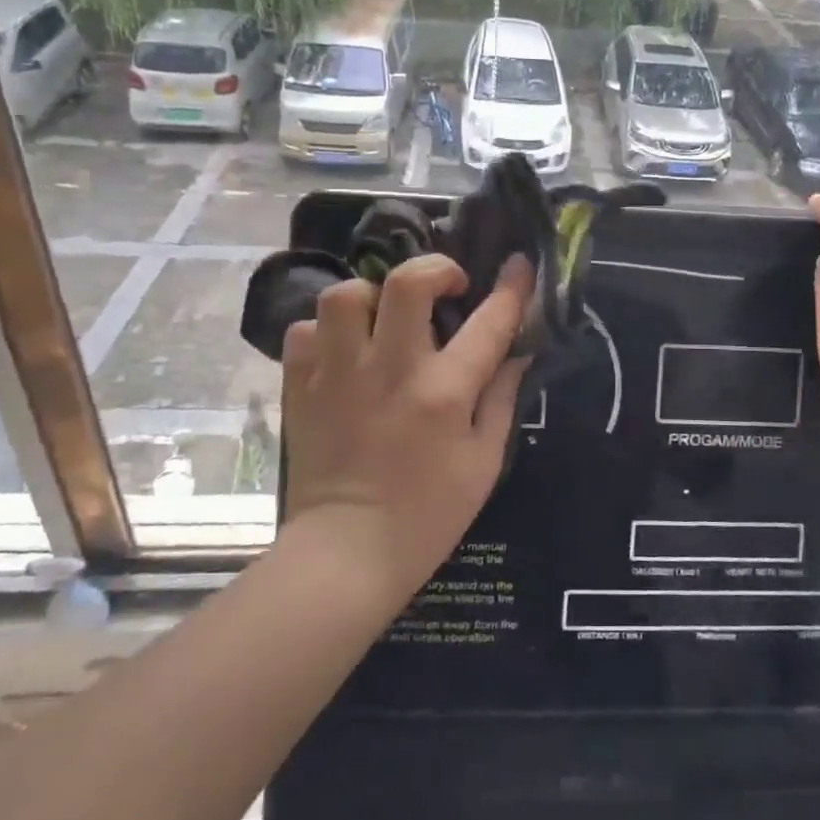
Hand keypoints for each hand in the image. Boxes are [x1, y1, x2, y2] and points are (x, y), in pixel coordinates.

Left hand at [280, 252, 532, 599]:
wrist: (348, 553)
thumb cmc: (428, 513)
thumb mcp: (484, 461)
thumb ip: (502, 398)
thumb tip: (515, 352)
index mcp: (444, 392)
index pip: (488, 321)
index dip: (511, 287)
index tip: (518, 265)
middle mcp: (391, 371)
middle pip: (406, 282)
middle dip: (434, 269)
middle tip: (444, 289)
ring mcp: (339, 376)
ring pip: (346, 295)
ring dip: (372, 296)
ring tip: (385, 320)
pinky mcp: (301, 389)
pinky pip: (305, 332)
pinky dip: (326, 333)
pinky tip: (344, 352)